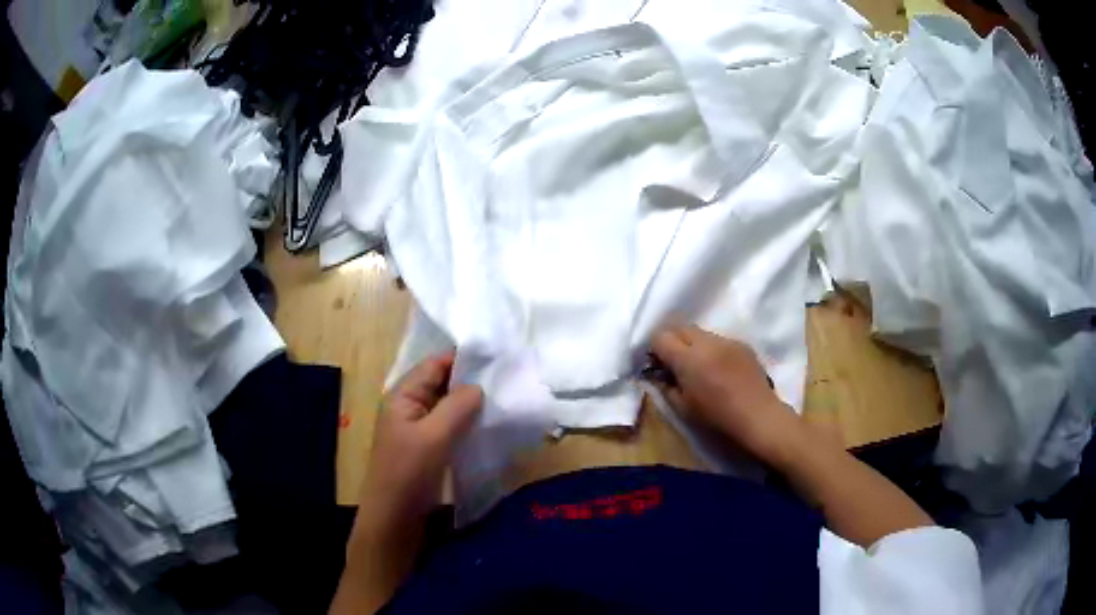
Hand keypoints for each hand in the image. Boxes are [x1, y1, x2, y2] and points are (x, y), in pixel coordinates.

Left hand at [334, 355, 480, 613]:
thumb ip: (457, 406)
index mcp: (403, 396)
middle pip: (443, 384)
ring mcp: (419, 430)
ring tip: (505, 399)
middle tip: (509, 378)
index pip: (435, 364)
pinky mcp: (429, 450)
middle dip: (472, 381)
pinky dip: (468, 424)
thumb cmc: (407, 474)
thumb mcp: (433, 436)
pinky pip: (451, 428)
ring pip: (449, 407)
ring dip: (472, 404)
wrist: (394, 520)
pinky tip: (490, 427)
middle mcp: (410, 408)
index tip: (499, 357)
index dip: (464, 358)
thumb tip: (479, 386)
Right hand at [649, 325, 798, 464]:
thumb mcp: (682, 408)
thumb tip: (659, 374)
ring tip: (699, 366)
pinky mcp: (741, 344)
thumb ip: (666, 386)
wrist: (757, 415)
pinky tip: (719, 369)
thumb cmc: (716, 417)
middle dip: (672, 340)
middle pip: (680, 327)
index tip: (658, 364)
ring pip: (700, 332)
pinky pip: (719, 340)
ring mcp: (726, 340)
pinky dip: (712, 349)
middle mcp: (706, 343)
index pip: (661, 337)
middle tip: (674, 362)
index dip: (655, 348)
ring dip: (693, 343)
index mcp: (688, 359)